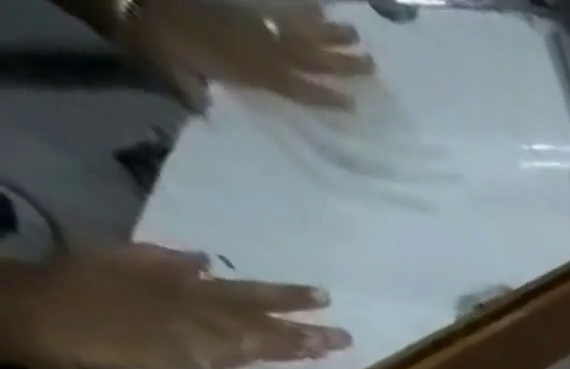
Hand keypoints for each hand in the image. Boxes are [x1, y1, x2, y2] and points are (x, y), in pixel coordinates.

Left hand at [0, 246, 348, 368]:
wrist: (30, 314)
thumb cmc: (109, 343)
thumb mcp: (186, 352)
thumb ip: (238, 342)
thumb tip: (299, 337)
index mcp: (209, 320)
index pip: (270, 328)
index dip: (305, 335)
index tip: (343, 336)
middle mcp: (192, 297)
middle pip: (249, 301)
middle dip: (289, 305)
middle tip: (326, 298)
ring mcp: (156, 282)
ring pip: (220, 287)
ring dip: (256, 290)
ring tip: (291, 288)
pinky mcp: (120, 268)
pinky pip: (162, 262)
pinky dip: (186, 263)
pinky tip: (203, 260)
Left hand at [122, 0, 372, 110]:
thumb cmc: (156, 40)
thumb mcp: (179, 77)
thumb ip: (202, 96)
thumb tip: (214, 116)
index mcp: (254, 73)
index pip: (300, 89)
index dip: (327, 97)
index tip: (355, 104)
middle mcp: (260, 48)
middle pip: (309, 56)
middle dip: (341, 60)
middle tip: (373, 62)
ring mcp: (249, 22)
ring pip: (297, 30)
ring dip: (327, 31)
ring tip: (354, 32)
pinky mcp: (236, 4)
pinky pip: (273, 6)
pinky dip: (296, 6)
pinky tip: (316, 5)